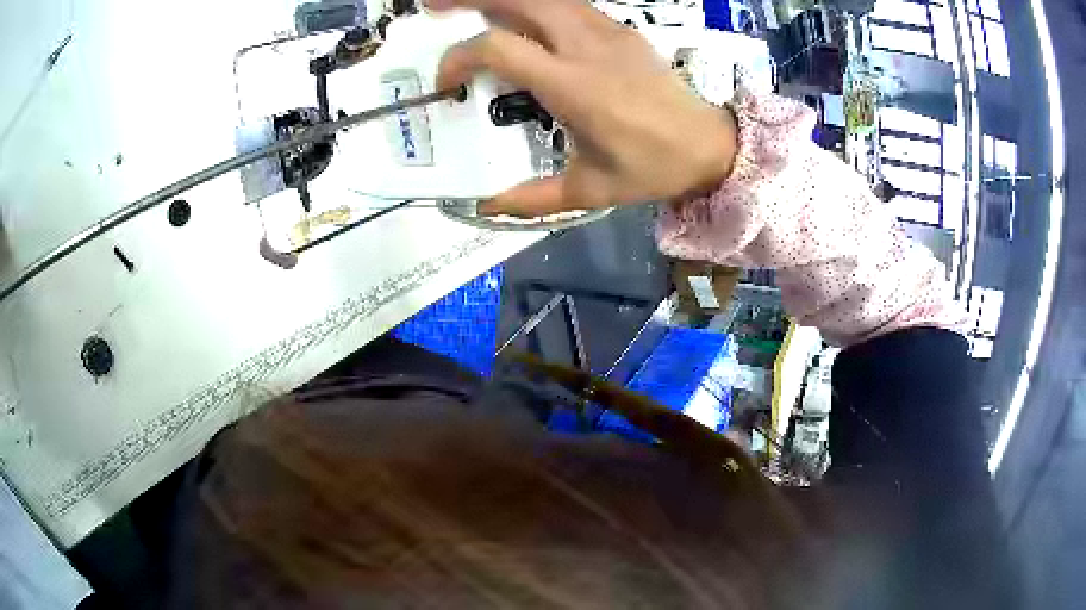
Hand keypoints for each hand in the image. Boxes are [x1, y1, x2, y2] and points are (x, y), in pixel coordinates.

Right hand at [427, 0, 737, 216]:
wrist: (709, 144)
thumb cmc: (651, 168)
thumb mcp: (589, 190)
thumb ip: (531, 198)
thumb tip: (483, 205)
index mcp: (573, 86)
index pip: (498, 48)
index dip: (459, 58)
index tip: (447, 82)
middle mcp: (586, 46)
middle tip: (433, 6)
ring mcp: (606, 30)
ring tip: (470, 5)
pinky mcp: (619, 27)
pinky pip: (568, 2)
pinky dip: (535, 3)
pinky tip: (520, 14)